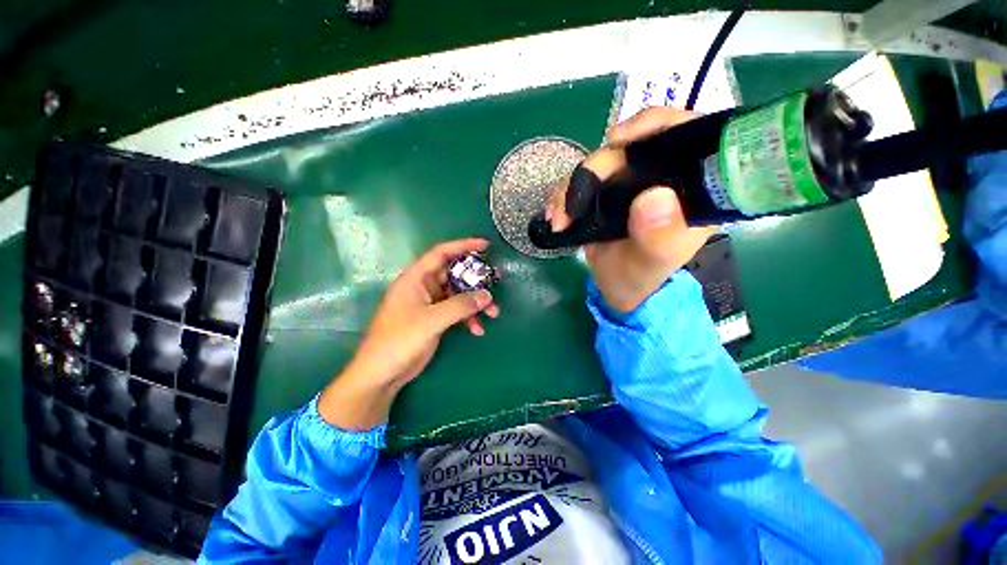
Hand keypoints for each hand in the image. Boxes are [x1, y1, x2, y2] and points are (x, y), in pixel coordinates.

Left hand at [319, 238, 499, 429]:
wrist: (383, 373)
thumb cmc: (399, 340)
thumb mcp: (431, 320)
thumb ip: (460, 306)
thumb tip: (487, 296)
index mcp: (417, 279)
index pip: (441, 253)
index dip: (463, 246)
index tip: (485, 246)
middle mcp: (424, 287)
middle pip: (454, 274)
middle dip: (475, 280)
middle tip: (495, 283)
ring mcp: (430, 304)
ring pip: (459, 295)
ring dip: (476, 302)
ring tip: (493, 313)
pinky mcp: (435, 319)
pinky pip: (457, 312)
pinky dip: (469, 318)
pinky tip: (477, 329)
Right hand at [547, 107, 718, 311]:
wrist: (618, 287)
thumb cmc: (644, 277)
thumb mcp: (655, 262)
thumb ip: (661, 236)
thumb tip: (654, 197)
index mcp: (690, 186)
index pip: (685, 132)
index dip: (655, 124)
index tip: (621, 139)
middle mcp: (661, 175)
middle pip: (630, 145)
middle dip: (597, 167)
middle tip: (576, 201)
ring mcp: (629, 182)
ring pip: (598, 163)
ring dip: (572, 186)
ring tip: (559, 218)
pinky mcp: (603, 192)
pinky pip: (579, 182)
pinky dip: (563, 197)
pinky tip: (555, 217)